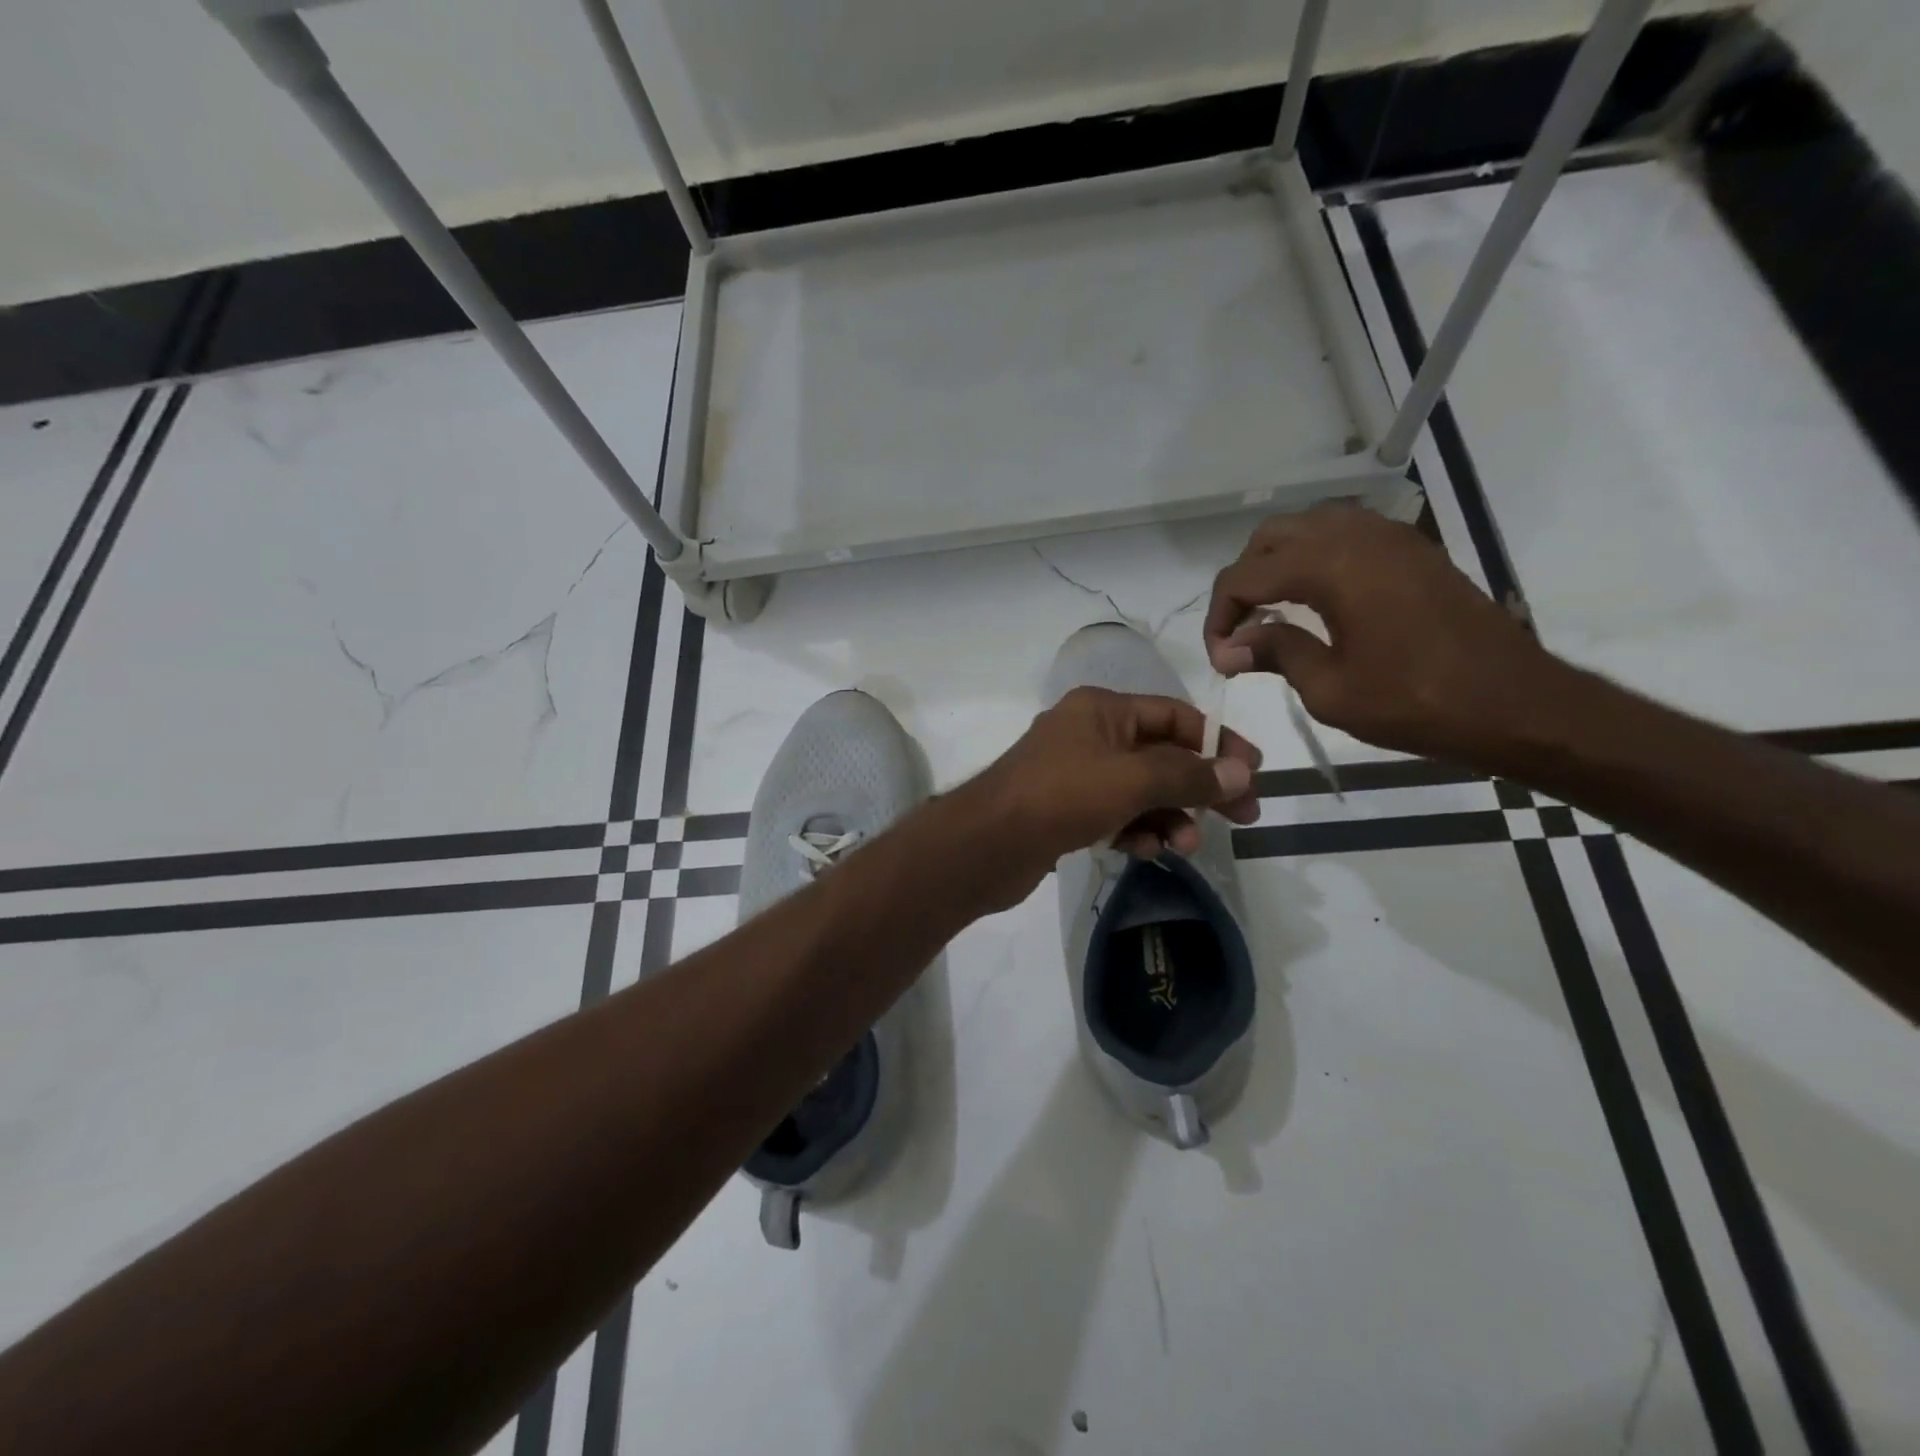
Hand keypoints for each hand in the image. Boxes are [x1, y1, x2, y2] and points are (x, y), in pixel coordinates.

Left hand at [960, 687, 1260, 905]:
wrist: (987, 844)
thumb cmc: (1062, 796)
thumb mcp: (1133, 779)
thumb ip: (1189, 775)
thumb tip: (1241, 772)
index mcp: (1102, 709)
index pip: (1174, 716)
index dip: (1217, 742)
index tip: (1253, 773)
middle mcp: (1088, 734)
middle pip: (1160, 755)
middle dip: (1199, 786)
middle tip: (1242, 817)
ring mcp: (1074, 774)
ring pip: (1139, 790)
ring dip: (1169, 816)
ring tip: (1186, 845)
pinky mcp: (1064, 811)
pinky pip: (1115, 815)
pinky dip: (1136, 830)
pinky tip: (1147, 851)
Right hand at [1204, 504, 1556, 761]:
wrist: (1514, 703)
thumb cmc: (1415, 702)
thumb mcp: (1329, 689)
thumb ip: (1275, 652)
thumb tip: (1229, 646)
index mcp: (1331, 566)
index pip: (1245, 576)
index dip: (1219, 616)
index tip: (1220, 656)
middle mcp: (1357, 535)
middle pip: (1271, 537)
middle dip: (1244, 580)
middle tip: (1240, 629)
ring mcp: (1390, 537)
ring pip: (1308, 527)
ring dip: (1277, 564)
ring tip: (1271, 612)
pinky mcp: (1413, 550)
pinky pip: (1345, 534)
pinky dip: (1315, 558)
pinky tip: (1315, 600)